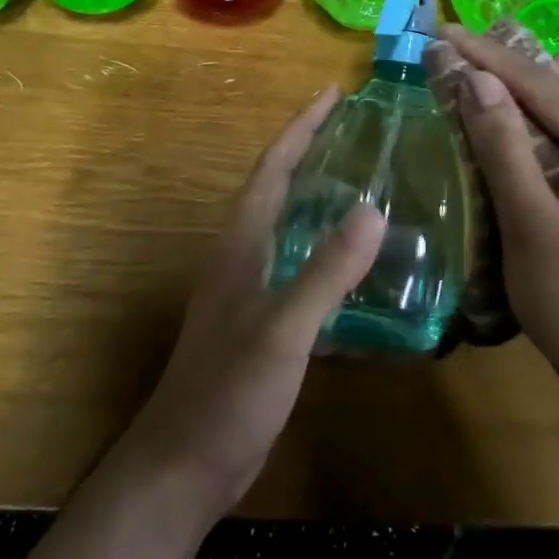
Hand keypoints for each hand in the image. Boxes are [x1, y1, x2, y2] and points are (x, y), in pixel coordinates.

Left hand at [116, 86, 383, 518]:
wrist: (185, 464)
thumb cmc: (229, 391)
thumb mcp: (283, 329)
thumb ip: (326, 271)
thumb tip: (372, 209)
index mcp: (242, 241)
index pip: (274, 166)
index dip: (302, 127)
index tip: (333, 93)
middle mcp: (242, 254)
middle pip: (279, 186)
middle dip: (313, 152)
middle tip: (359, 131)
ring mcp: (248, 288)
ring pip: (288, 225)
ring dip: (319, 197)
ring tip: (365, 183)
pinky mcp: (259, 320)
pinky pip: (297, 265)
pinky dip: (325, 250)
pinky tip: (356, 266)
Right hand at [441, 27, 558, 402]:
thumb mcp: (530, 225)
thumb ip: (505, 147)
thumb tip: (477, 80)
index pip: (546, 84)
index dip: (491, 55)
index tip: (444, 33)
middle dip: (510, 62)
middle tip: (456, 60)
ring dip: (524, 85)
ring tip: (473, 82)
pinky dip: (539, 112)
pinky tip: (506, 123)